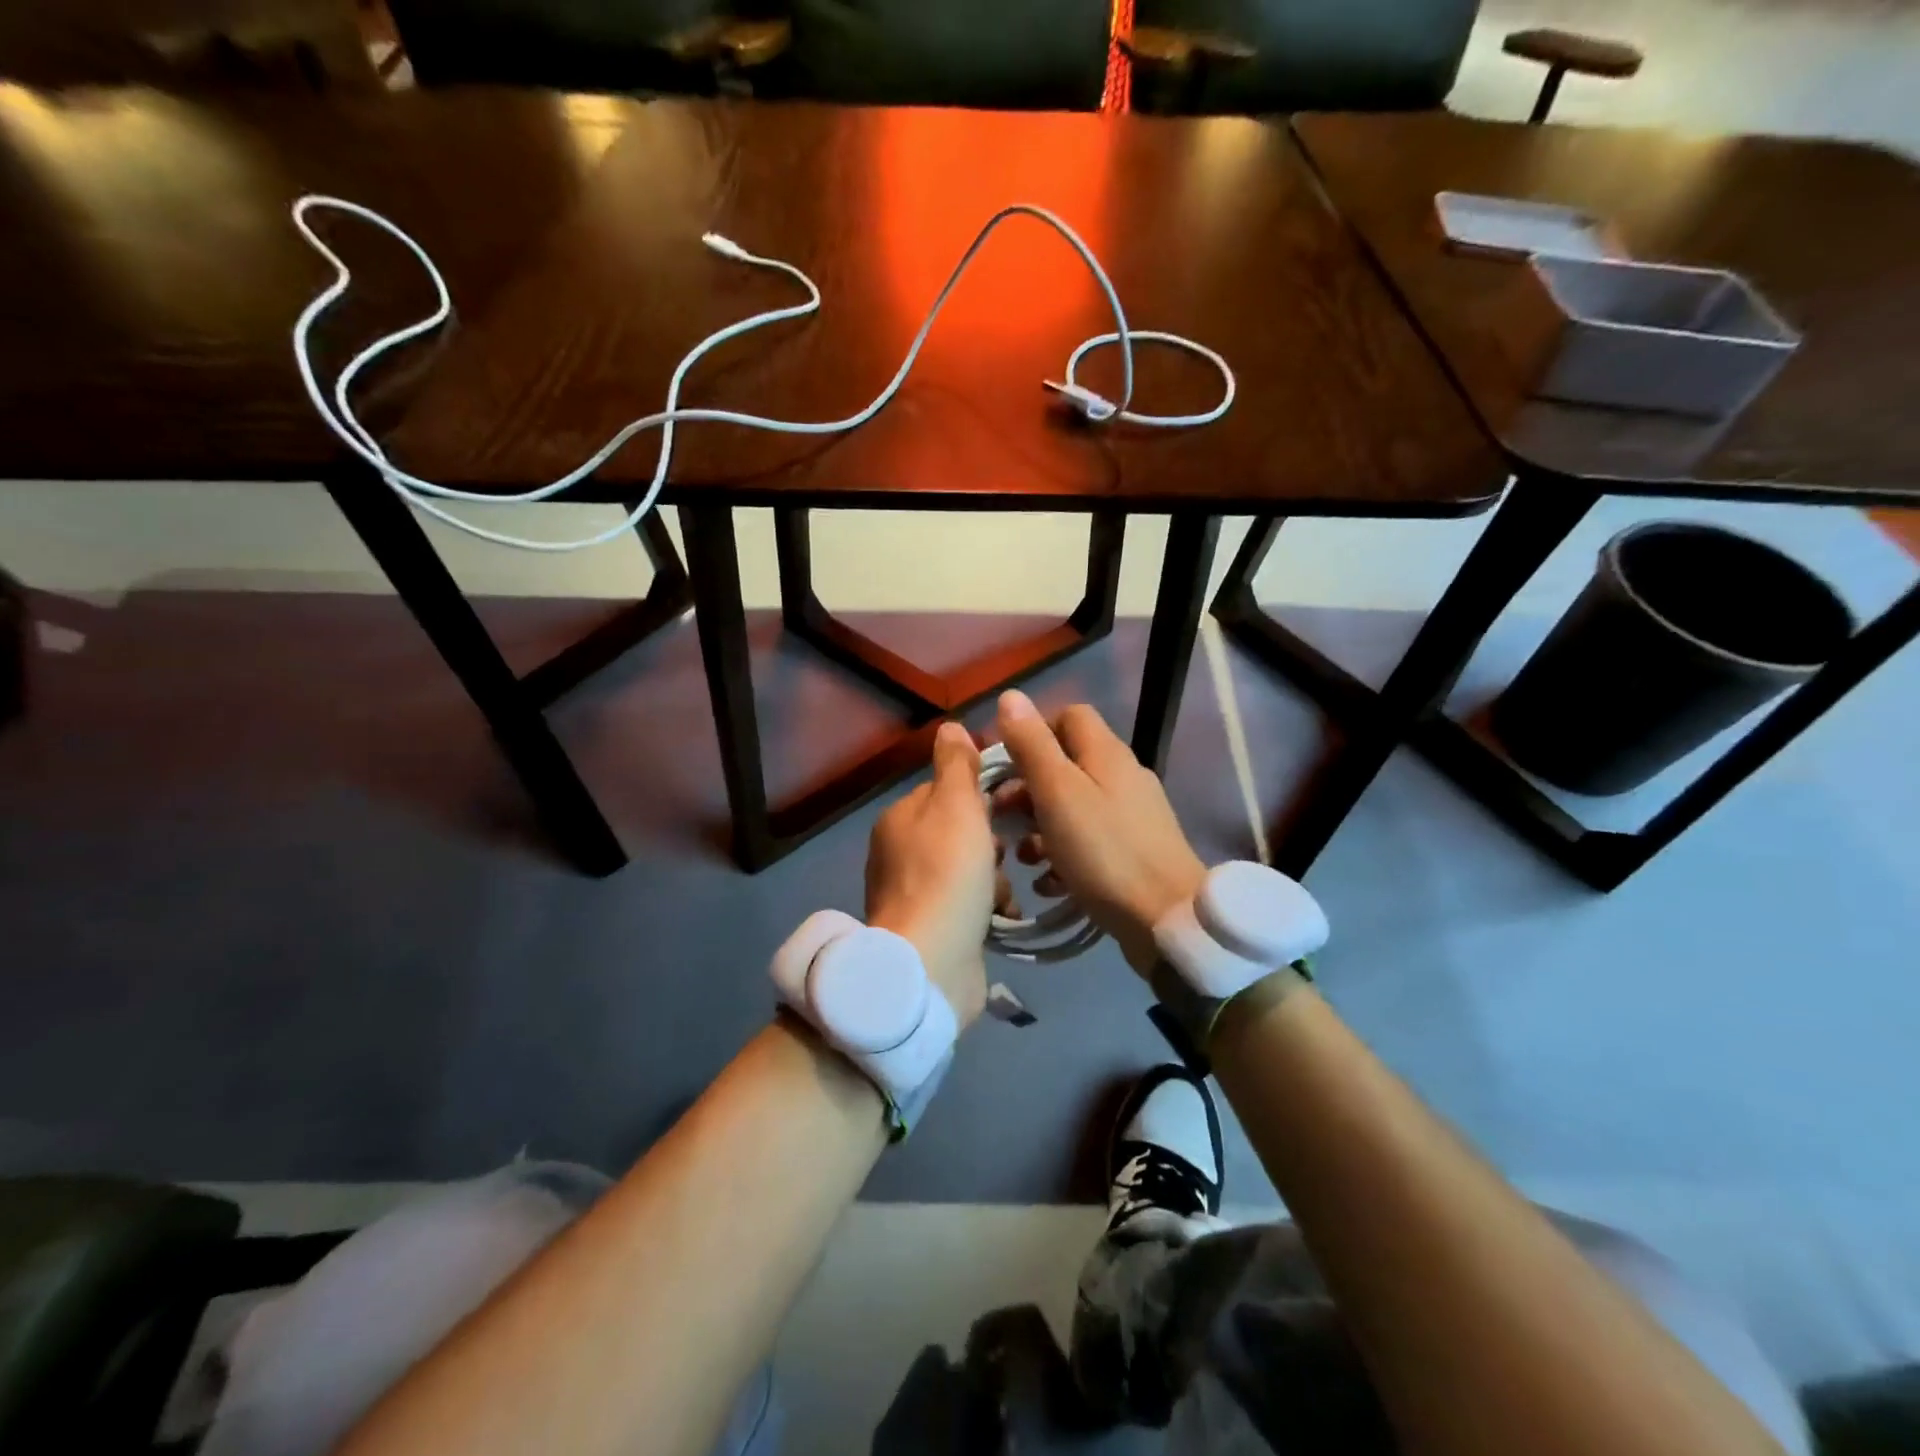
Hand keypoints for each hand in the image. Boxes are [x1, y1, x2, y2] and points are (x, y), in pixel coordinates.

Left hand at [866, 720, 994, 1031]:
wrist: (931, 963)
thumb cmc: (948, 874)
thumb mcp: (956, 806)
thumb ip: (956, 766)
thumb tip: (950, 726)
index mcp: (900, 819)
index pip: (947, 790)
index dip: (981, 796)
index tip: (1009, 807)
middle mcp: (899, 853)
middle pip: (961, 832)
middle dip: (991, 844)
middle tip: (1008, 853)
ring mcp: (913, 894)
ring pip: (969, 871)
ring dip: (994, 880)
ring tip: (1002, 894)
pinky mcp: (930, 929)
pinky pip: (968, 906)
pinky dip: (987, 909)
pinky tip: (1000, 917)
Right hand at [995, 691, 1205, 978]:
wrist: (1167, 919)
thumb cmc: (1104, 851)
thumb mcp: (1057, 792)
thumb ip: (1032, 744)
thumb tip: (1010, 696)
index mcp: (1105, 753)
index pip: (1068, 715)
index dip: (1032, 732)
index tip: (1004, 764)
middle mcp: (1122, 776)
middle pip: (1066, 764)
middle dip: (1028, 787)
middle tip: (1001, 816)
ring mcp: (1131, 815)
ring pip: (1074, 805)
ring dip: (1041, 826)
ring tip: (1022, 857)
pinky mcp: (1134, 851)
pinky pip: (1089, 840)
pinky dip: (1064, 855)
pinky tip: (1049, 883)